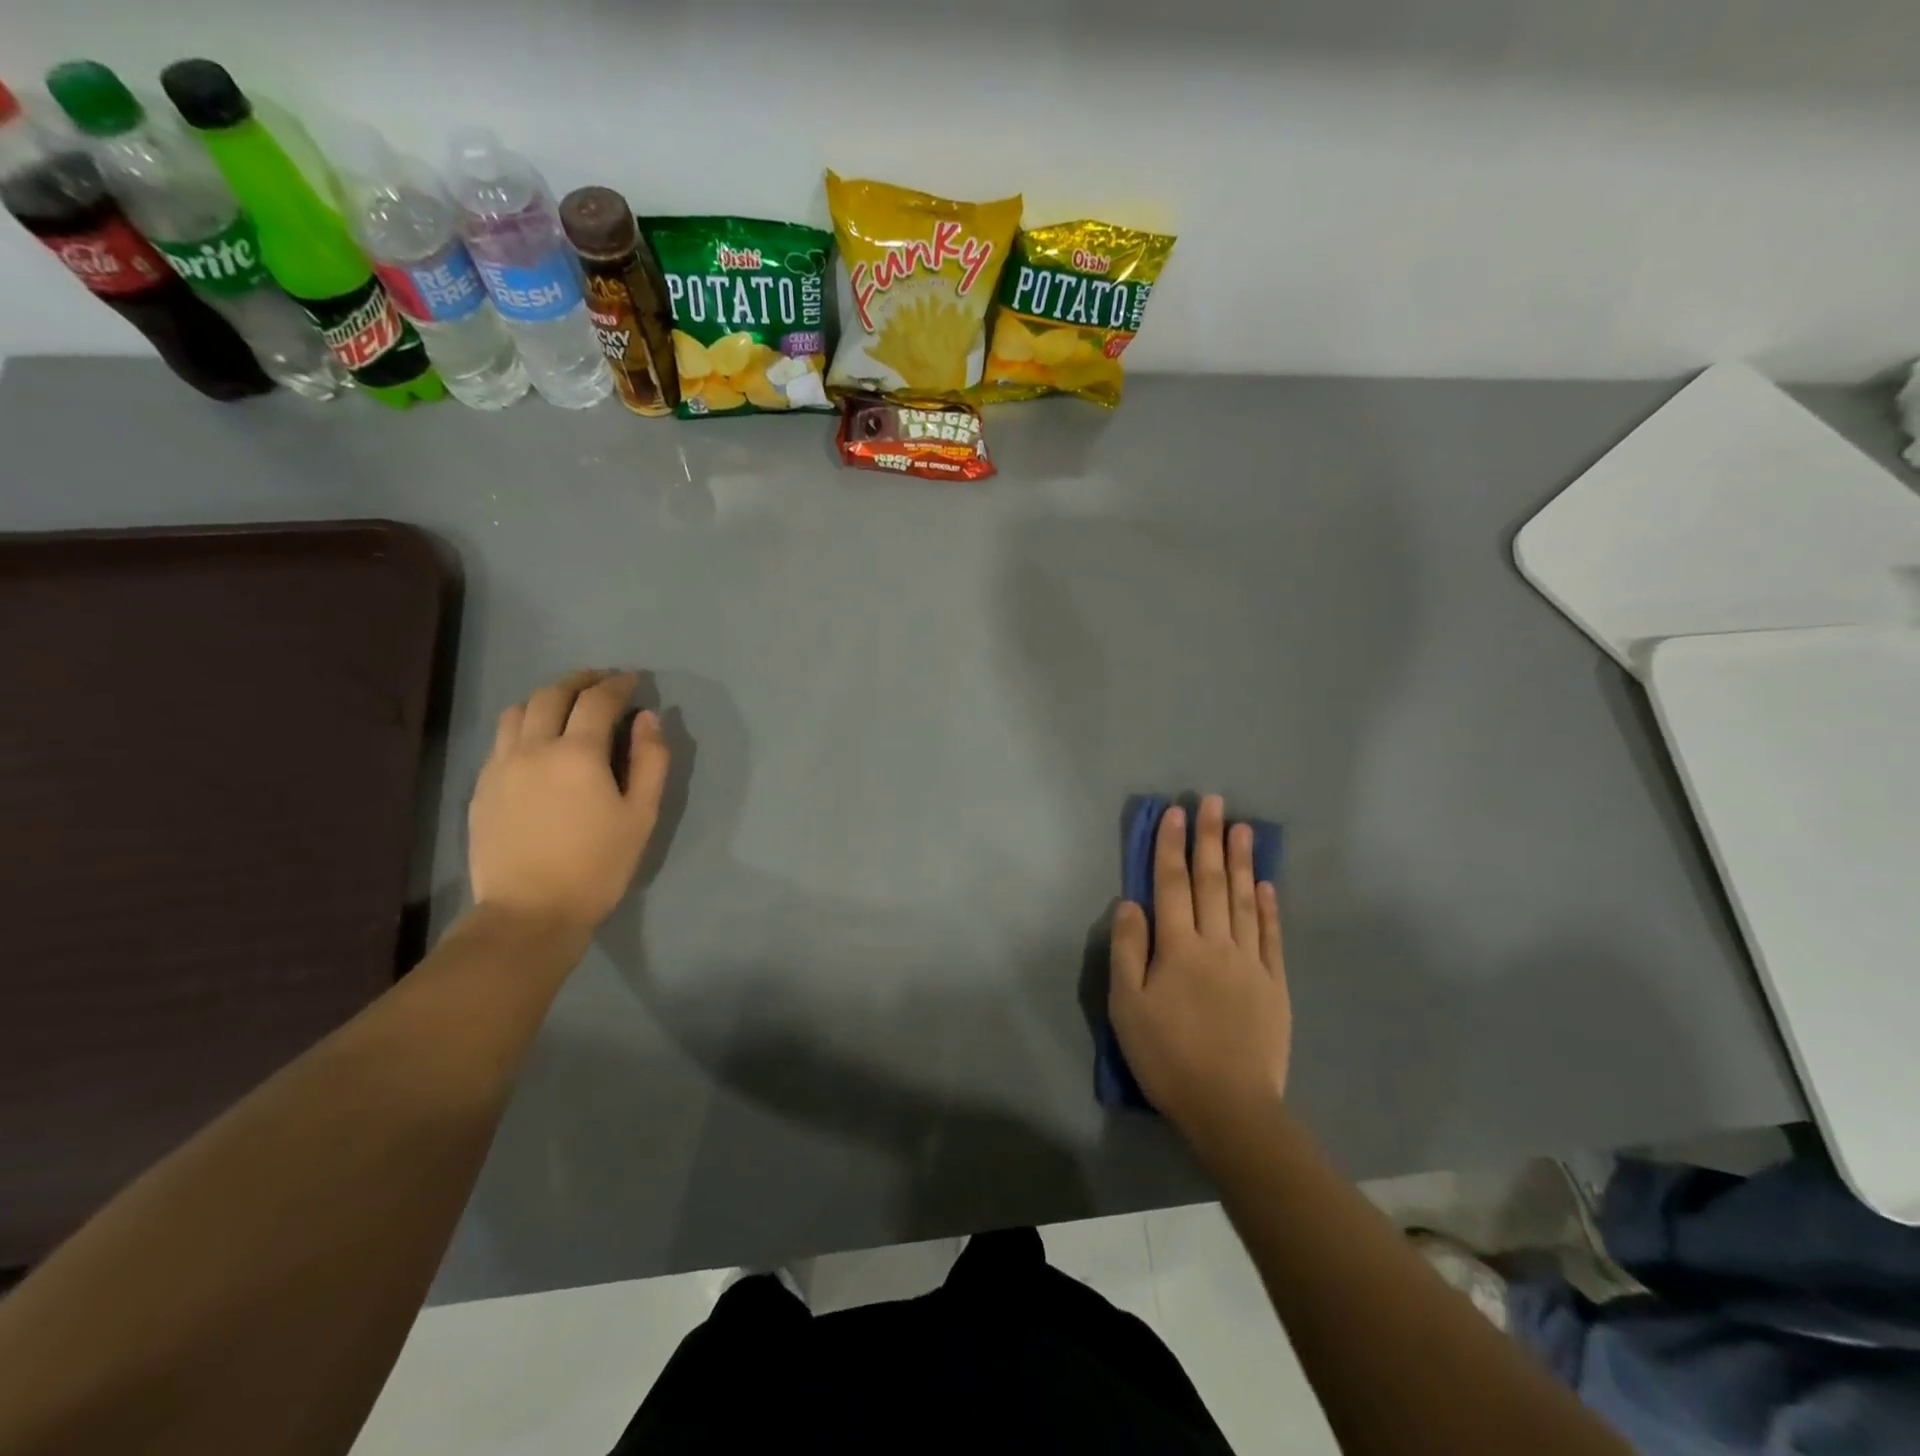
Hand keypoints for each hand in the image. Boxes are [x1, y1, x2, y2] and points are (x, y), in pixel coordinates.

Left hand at [468, 670, 670, 934]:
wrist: (530, 912)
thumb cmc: (597, 865)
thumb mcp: (641, 815)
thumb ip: (650, 761)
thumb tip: (648, 718)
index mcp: (577, 753)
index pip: (597, 700)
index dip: (618, 684)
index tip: (633, 680)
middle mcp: (532, 748)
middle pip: (552, 694)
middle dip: (581, 680)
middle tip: (603, 681)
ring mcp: (500, 766)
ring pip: (518, 710)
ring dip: (547, 697)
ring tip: (567, 704)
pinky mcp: (482, 787)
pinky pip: (501, 738)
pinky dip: (524, 724)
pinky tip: (538, 741)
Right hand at [1109, 795, 1290, 1144]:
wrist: (1229, 1106)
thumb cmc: (1167, 1056)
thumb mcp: (1127, 1006)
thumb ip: (1128, 951)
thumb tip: (1130, 903)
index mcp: (1177, 947)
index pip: (1172, 885)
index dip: (1170, 847)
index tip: (1174, 812)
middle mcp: (1216, 944)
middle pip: (1212, 882)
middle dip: (1209, 839)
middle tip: (1213, 801)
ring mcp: (1250, 962)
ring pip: (1245, 901)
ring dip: (1242, 862)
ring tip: (1242, 828)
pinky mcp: (1274, 985)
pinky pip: (1271, 937)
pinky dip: (1269, 908)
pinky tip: (1267, 885)